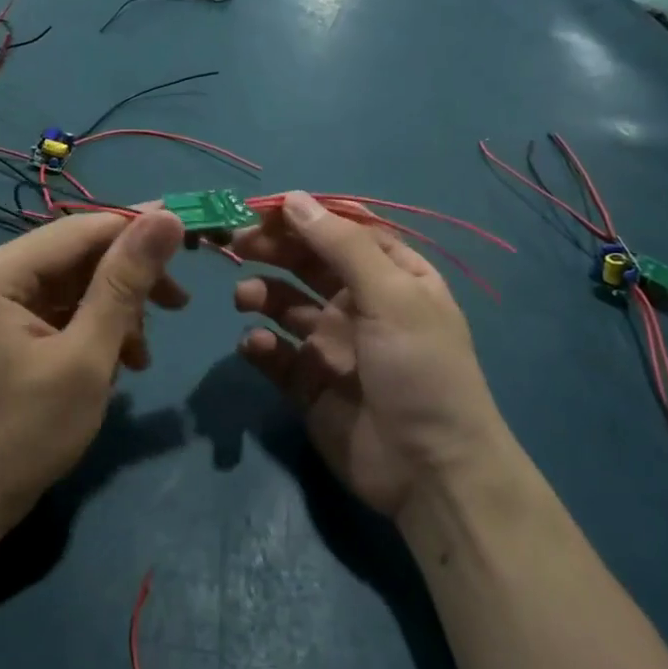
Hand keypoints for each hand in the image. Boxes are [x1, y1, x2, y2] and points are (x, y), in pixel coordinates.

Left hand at [0, 209, 186, 531]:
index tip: (193, 238)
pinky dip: (90, 328)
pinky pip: (55, 308)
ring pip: (70, 283)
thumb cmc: (24, 435)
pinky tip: (117, 361)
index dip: (138, 229)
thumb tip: (167, 218)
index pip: (79, 230)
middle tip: (178, 305)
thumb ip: (125, 284)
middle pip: (75, 255)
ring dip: (114, 311)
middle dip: (127, 281)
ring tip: (140, 356)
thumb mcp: (86, 358)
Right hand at [232, 192, 510, 522]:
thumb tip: (294, 199)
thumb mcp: (392, 296)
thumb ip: (341, 246)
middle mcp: (361, 304)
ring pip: (285, 305)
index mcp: (392, 277)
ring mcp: (333, 345)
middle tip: (237, 243)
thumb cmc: (420, 369)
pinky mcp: (308, 384)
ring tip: (244, 297)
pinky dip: (260, 345)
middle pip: (308, 263)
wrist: (430, 470)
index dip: (305, 216)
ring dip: (262, 293)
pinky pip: (275, 354)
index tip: (264, 209)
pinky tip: (256, 346)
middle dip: (274, 249)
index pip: (343, 231)